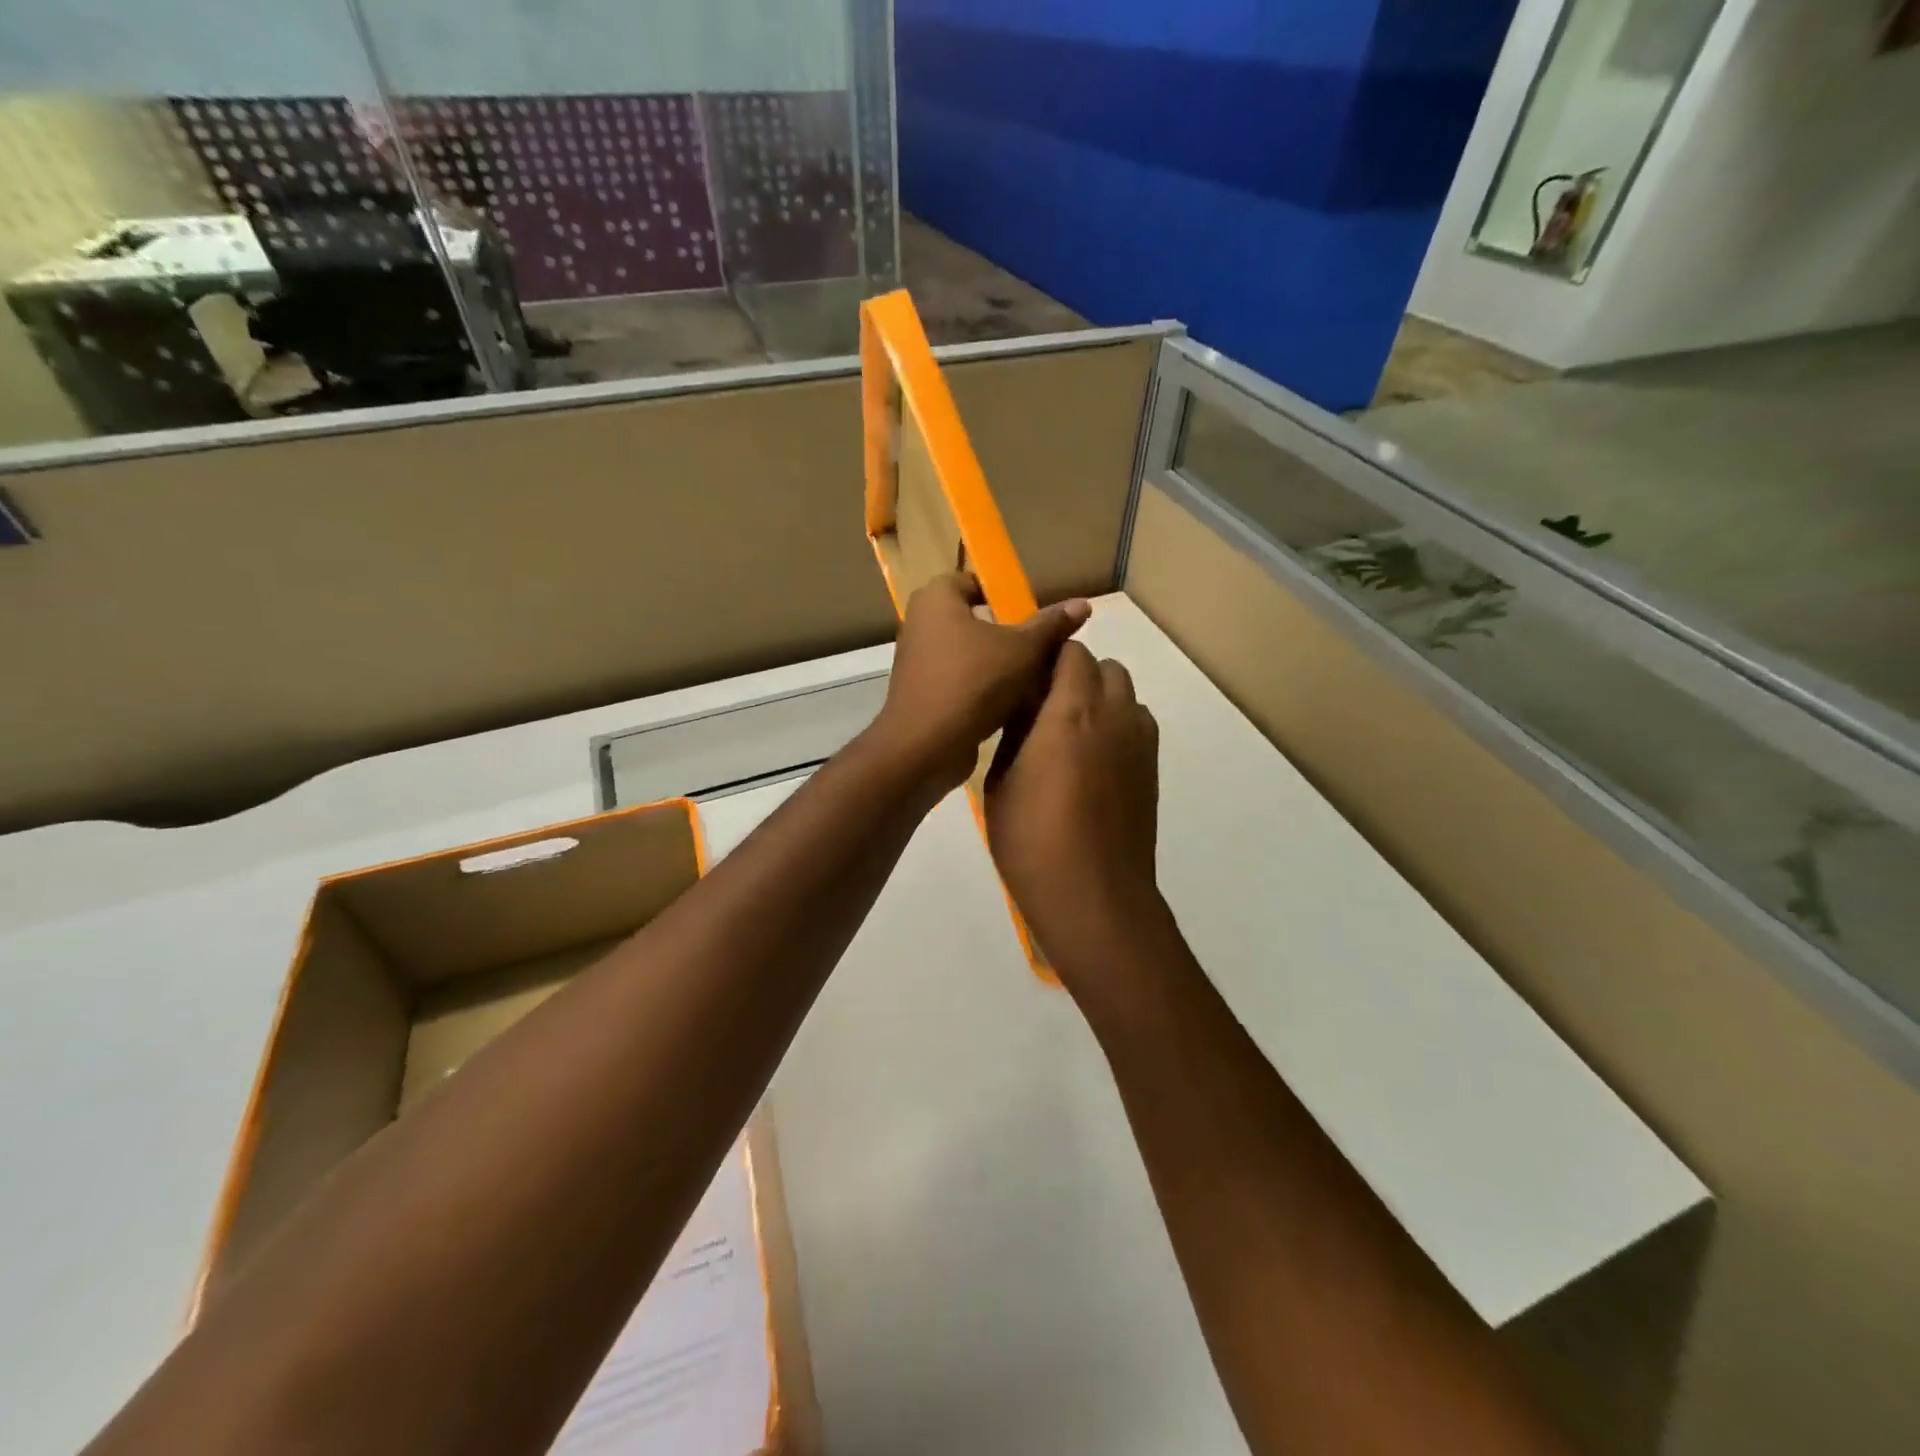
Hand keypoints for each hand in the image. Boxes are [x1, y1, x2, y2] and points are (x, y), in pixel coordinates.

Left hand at [869, 573, 1090, 798]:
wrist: (926, 746)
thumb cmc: (973, 683)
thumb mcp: (1023, 650)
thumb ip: (1051, 625)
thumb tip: (1083, 604)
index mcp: (936, 598)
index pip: (975, 582)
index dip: (1006, 596)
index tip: (1033, 619)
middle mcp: (920, 623)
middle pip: (975, 620)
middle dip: (1008, 634)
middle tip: (1040, 651)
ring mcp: (918, 660)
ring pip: (970, 653)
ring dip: (999, 665)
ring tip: (1034, 679)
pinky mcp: (922, 693)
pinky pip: (960, 680)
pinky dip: (983, 688)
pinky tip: (1013, 705)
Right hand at [985, 641, 1162, 991]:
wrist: (1093, 894)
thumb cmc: (1032, 839)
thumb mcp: (1000, 781)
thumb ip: (1015, 733)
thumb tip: (1025, 709)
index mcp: (1072, 710)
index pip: (1071, 652)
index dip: (1048, 659)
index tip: (1026, 681)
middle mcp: (1115, 714)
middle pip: (1105, 667)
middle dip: (1076, 674)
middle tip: (1045, 707)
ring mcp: (1140, 742)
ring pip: (1126, 694)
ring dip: (1100, 698)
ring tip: (1070, 736)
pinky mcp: (1153, 769)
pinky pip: (1138, 725)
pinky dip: (1118, 726)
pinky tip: (1093, 763)